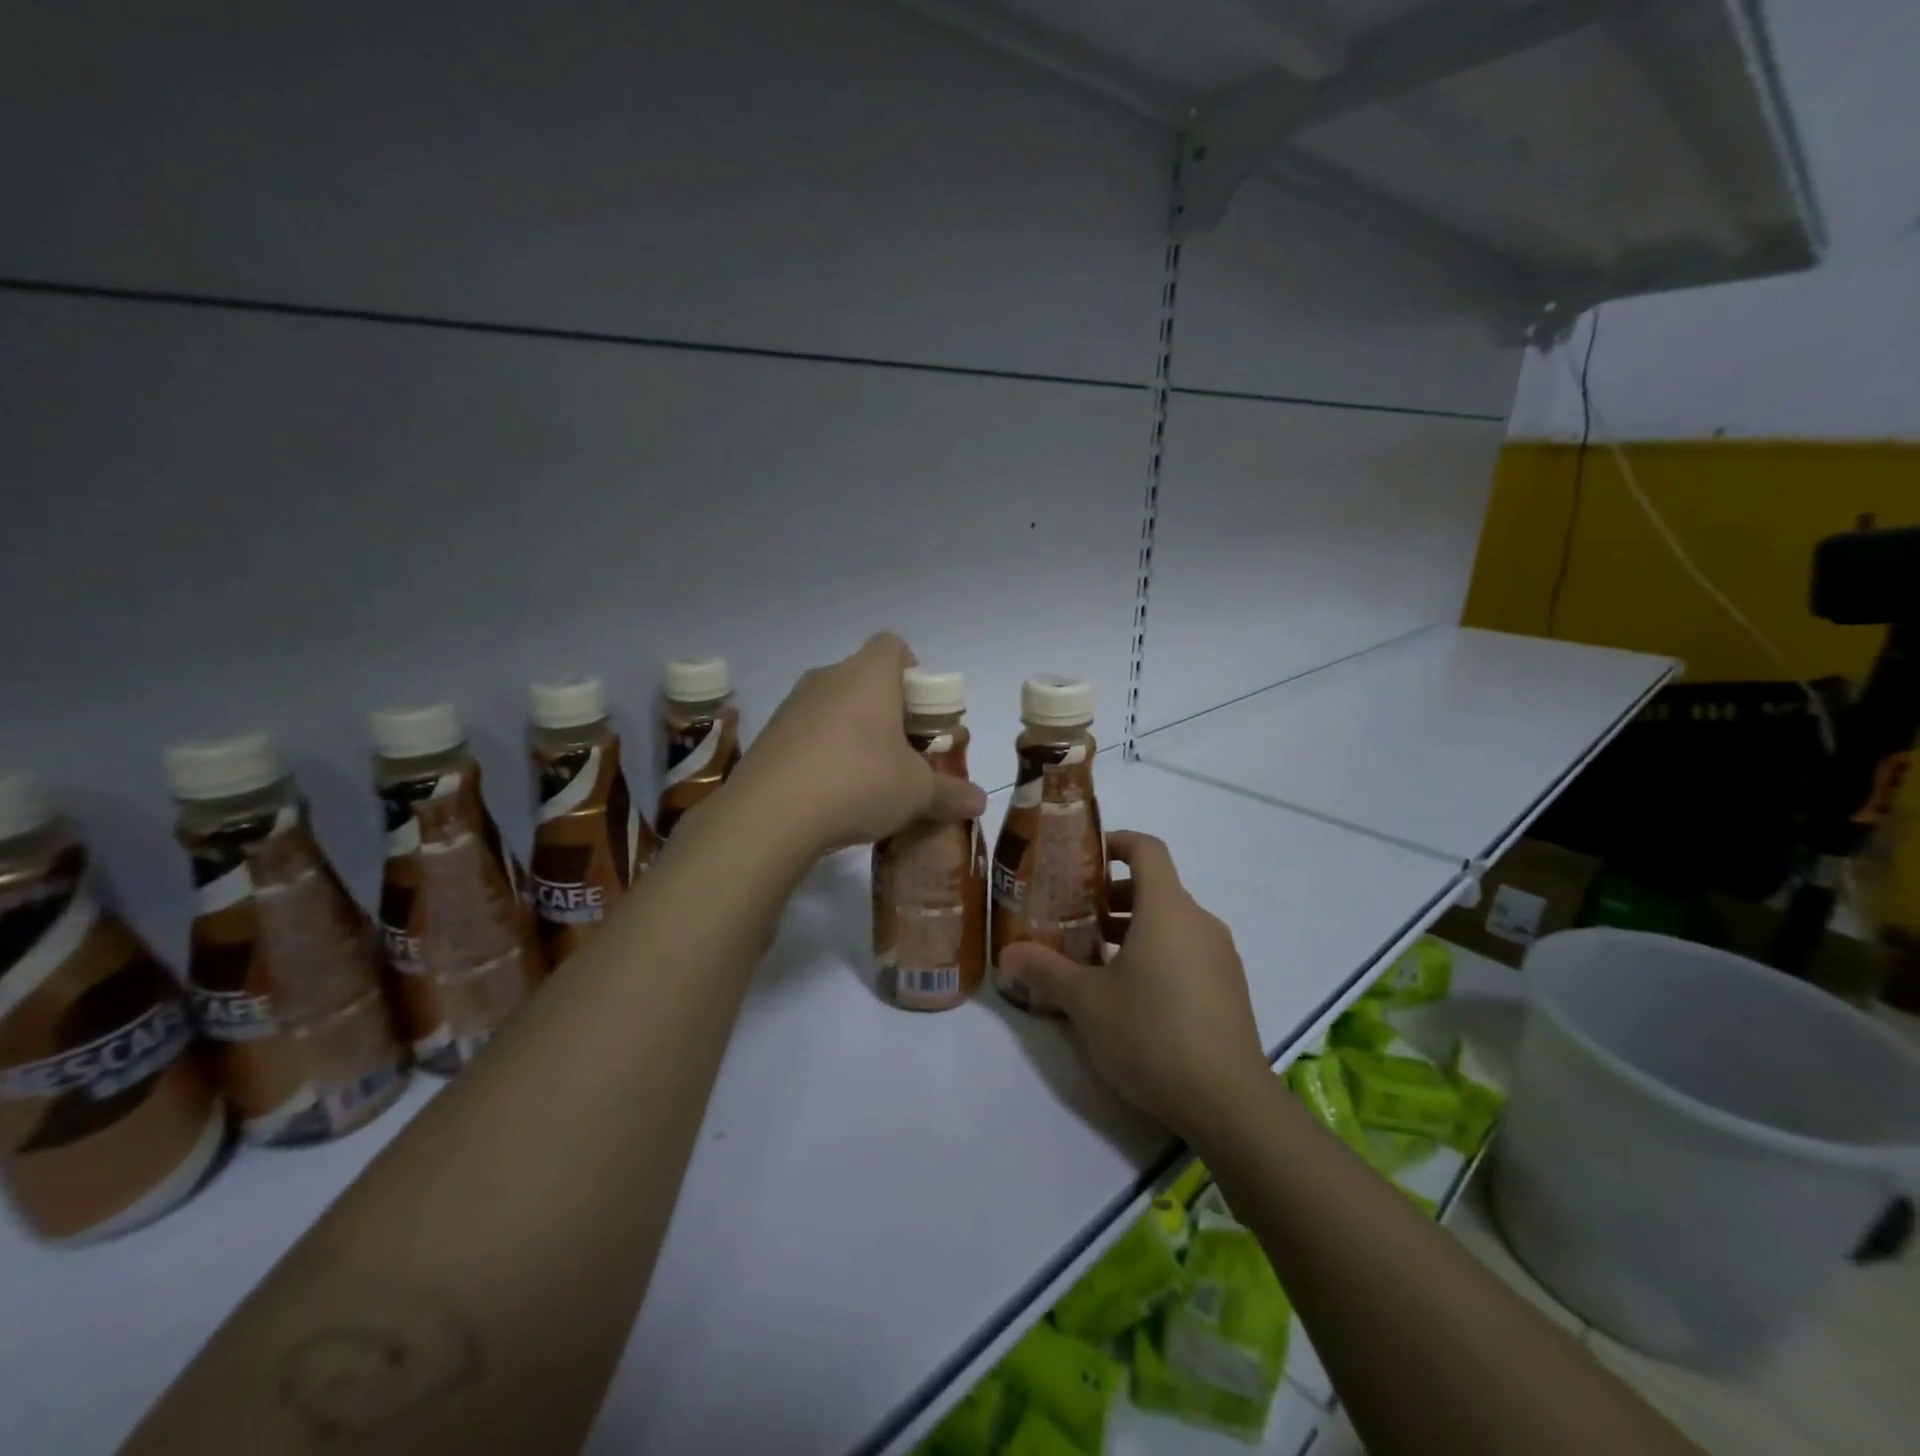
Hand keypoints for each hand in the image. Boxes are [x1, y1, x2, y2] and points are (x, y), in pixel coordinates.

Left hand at [727, 633, 986, 857]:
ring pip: (835, 707)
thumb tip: (980, 801)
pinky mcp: (768, 736)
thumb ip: (951, 793)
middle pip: (866, 679)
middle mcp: (828, 677)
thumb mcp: (917, 793)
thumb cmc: (859, 782)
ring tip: (867, 780)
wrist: (769, 815)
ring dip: (854, 734)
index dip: (915, 675)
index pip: (895, 647)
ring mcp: (792, 705)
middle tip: (903, 754)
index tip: (922, 717)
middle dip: (888, 711)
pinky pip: (807, 734)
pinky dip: (823, 753)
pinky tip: (831, 794)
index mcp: (869, 675)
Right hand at [998, 832, 1268, 1140]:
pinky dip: (1159, 953)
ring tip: (1096, 959)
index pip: (1147, 849)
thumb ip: (1046, 971)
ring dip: (1134, 928)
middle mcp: (1199, 922)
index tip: (1086, 857)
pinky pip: (1189, 951)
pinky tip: (1133, 995)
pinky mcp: (1230, 989)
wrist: (1228, 1102)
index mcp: (1167, 909)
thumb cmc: (1151, 1034)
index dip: (1117, 842)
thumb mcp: (1086, 1003)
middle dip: (1114, 896)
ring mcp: (1221, 956)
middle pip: (1156, 888)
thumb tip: (1008, 954)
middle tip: (1076, 917)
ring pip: (1172, 922)